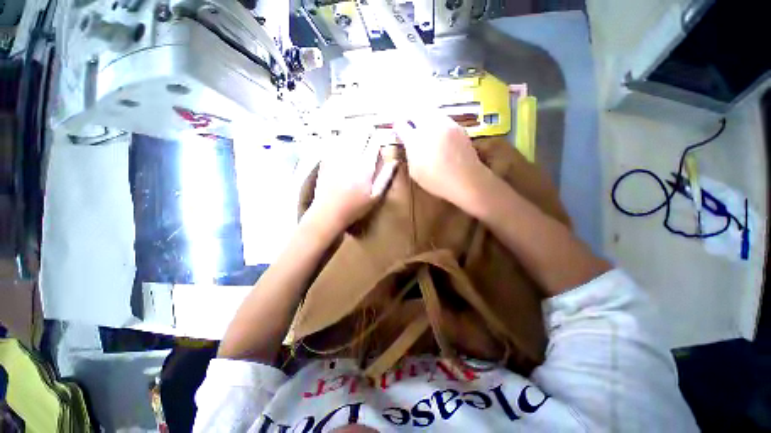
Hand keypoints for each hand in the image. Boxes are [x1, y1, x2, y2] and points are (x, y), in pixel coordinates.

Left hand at [308, 134, 396, 232]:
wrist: (328, 212)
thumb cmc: (355, 207)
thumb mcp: (375, 196)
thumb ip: (386, 177)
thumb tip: (395, 162)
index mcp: (365, 166)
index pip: (375, 142)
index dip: (380, 136)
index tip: (382, 137)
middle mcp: (351, 157)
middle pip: (360, 133)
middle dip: (368, 129)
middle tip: (370, 131)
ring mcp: (336, 156)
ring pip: (347, 133)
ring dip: (354, 129)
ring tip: (358, 130)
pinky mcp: (325, 158)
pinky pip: (332, 139)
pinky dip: (338, 135)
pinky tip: (340, 136)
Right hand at [394, 113, 487, 205]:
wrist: (466, 180)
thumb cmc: (436, 181)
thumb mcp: (415, 172)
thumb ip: (410, 154)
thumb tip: (409, 145)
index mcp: (415, 140)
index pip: (401, 125)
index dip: (397, 126)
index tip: (397, 128)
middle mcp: (429, 127)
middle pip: (416, 111)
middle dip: (410, 115)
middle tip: (409, 123)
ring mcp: (445, 124)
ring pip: (431, 111)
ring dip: (424, 116)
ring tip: (424, 126)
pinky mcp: (458, 126)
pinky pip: (443, 118)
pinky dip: (437, 122)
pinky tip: (439, 133)